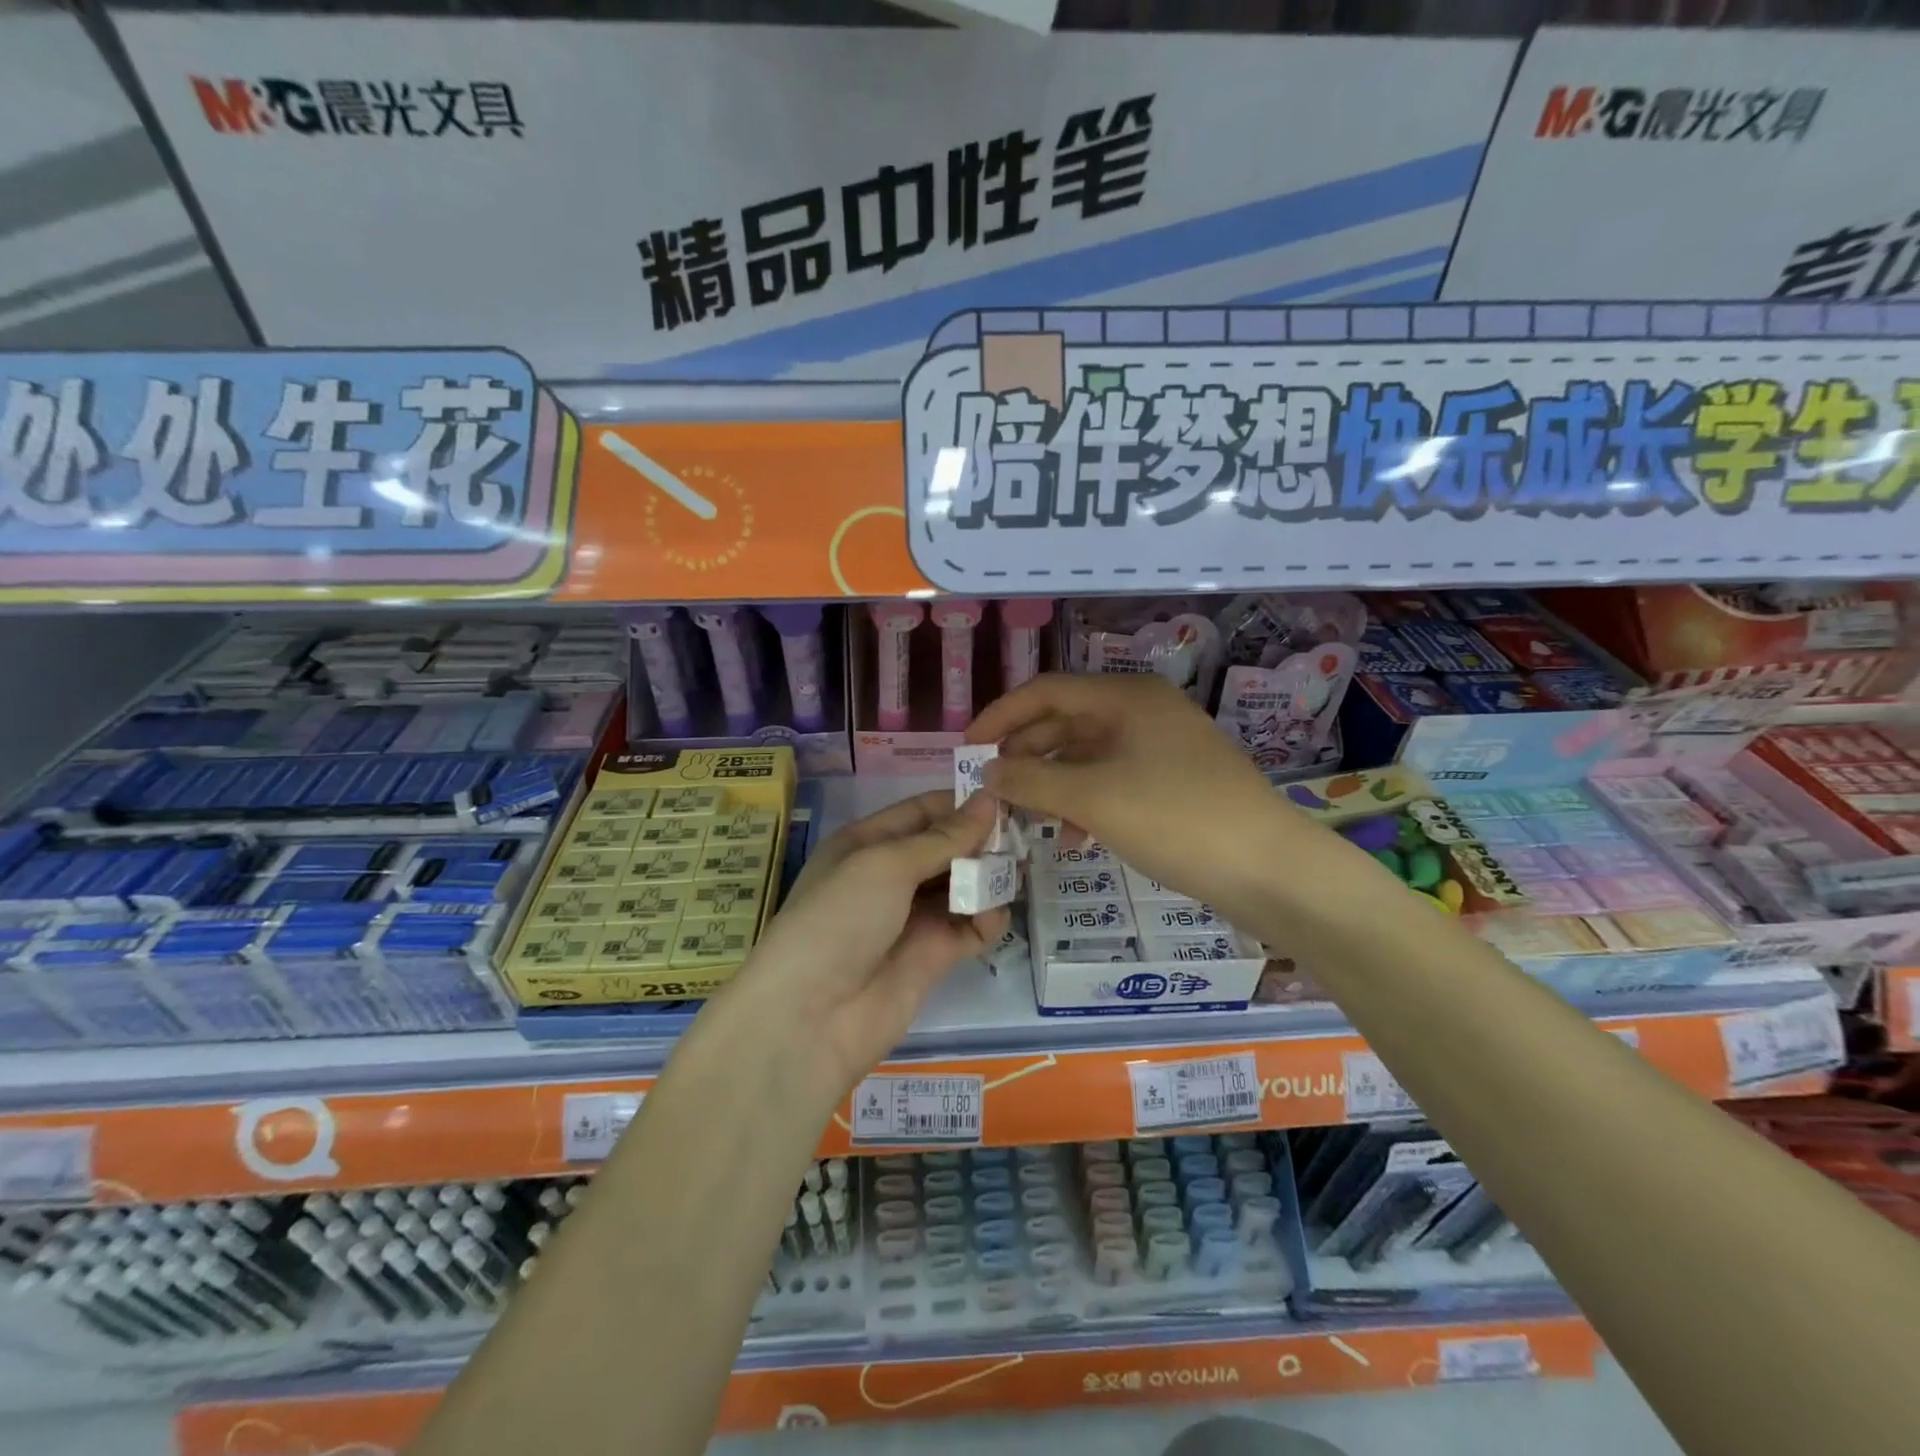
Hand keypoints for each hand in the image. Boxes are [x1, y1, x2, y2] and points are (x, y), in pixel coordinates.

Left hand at [729, 791, 1007, 1096]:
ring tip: (1020, 869)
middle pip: (946, 848)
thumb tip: (988, 799)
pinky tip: (995, 915)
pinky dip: (987, 920)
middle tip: (1025, 835)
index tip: (1008, 796)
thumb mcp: (886, 865)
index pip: (922, 812)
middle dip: (982, 841)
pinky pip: (970, 928)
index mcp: (868, 844)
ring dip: (989, 878)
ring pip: (962, 887)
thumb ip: (943, 837)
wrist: (811, 1018)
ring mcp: (913, 917)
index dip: (961, 804)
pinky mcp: (933, 956)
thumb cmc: (840, 919)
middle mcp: (891, 876)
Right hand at [968, 673, 1328, 929]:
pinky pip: (1114, 779)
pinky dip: (1086, 802)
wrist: (1270, 869)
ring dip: (1052, 783)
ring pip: (1088, 755)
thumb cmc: (1176, 819)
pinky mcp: (1175, 780)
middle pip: (1066, 722)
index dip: (1000, 717)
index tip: (966, 750)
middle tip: (991, 789)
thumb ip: (1032, 782)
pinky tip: (1073, 837)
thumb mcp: (1094, 799)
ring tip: (1025, 817)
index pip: (1046, 691)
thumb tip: (986, 773)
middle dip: (1025, 755)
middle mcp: (1144, 711)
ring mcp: (1163, 746)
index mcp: (1126, 697)